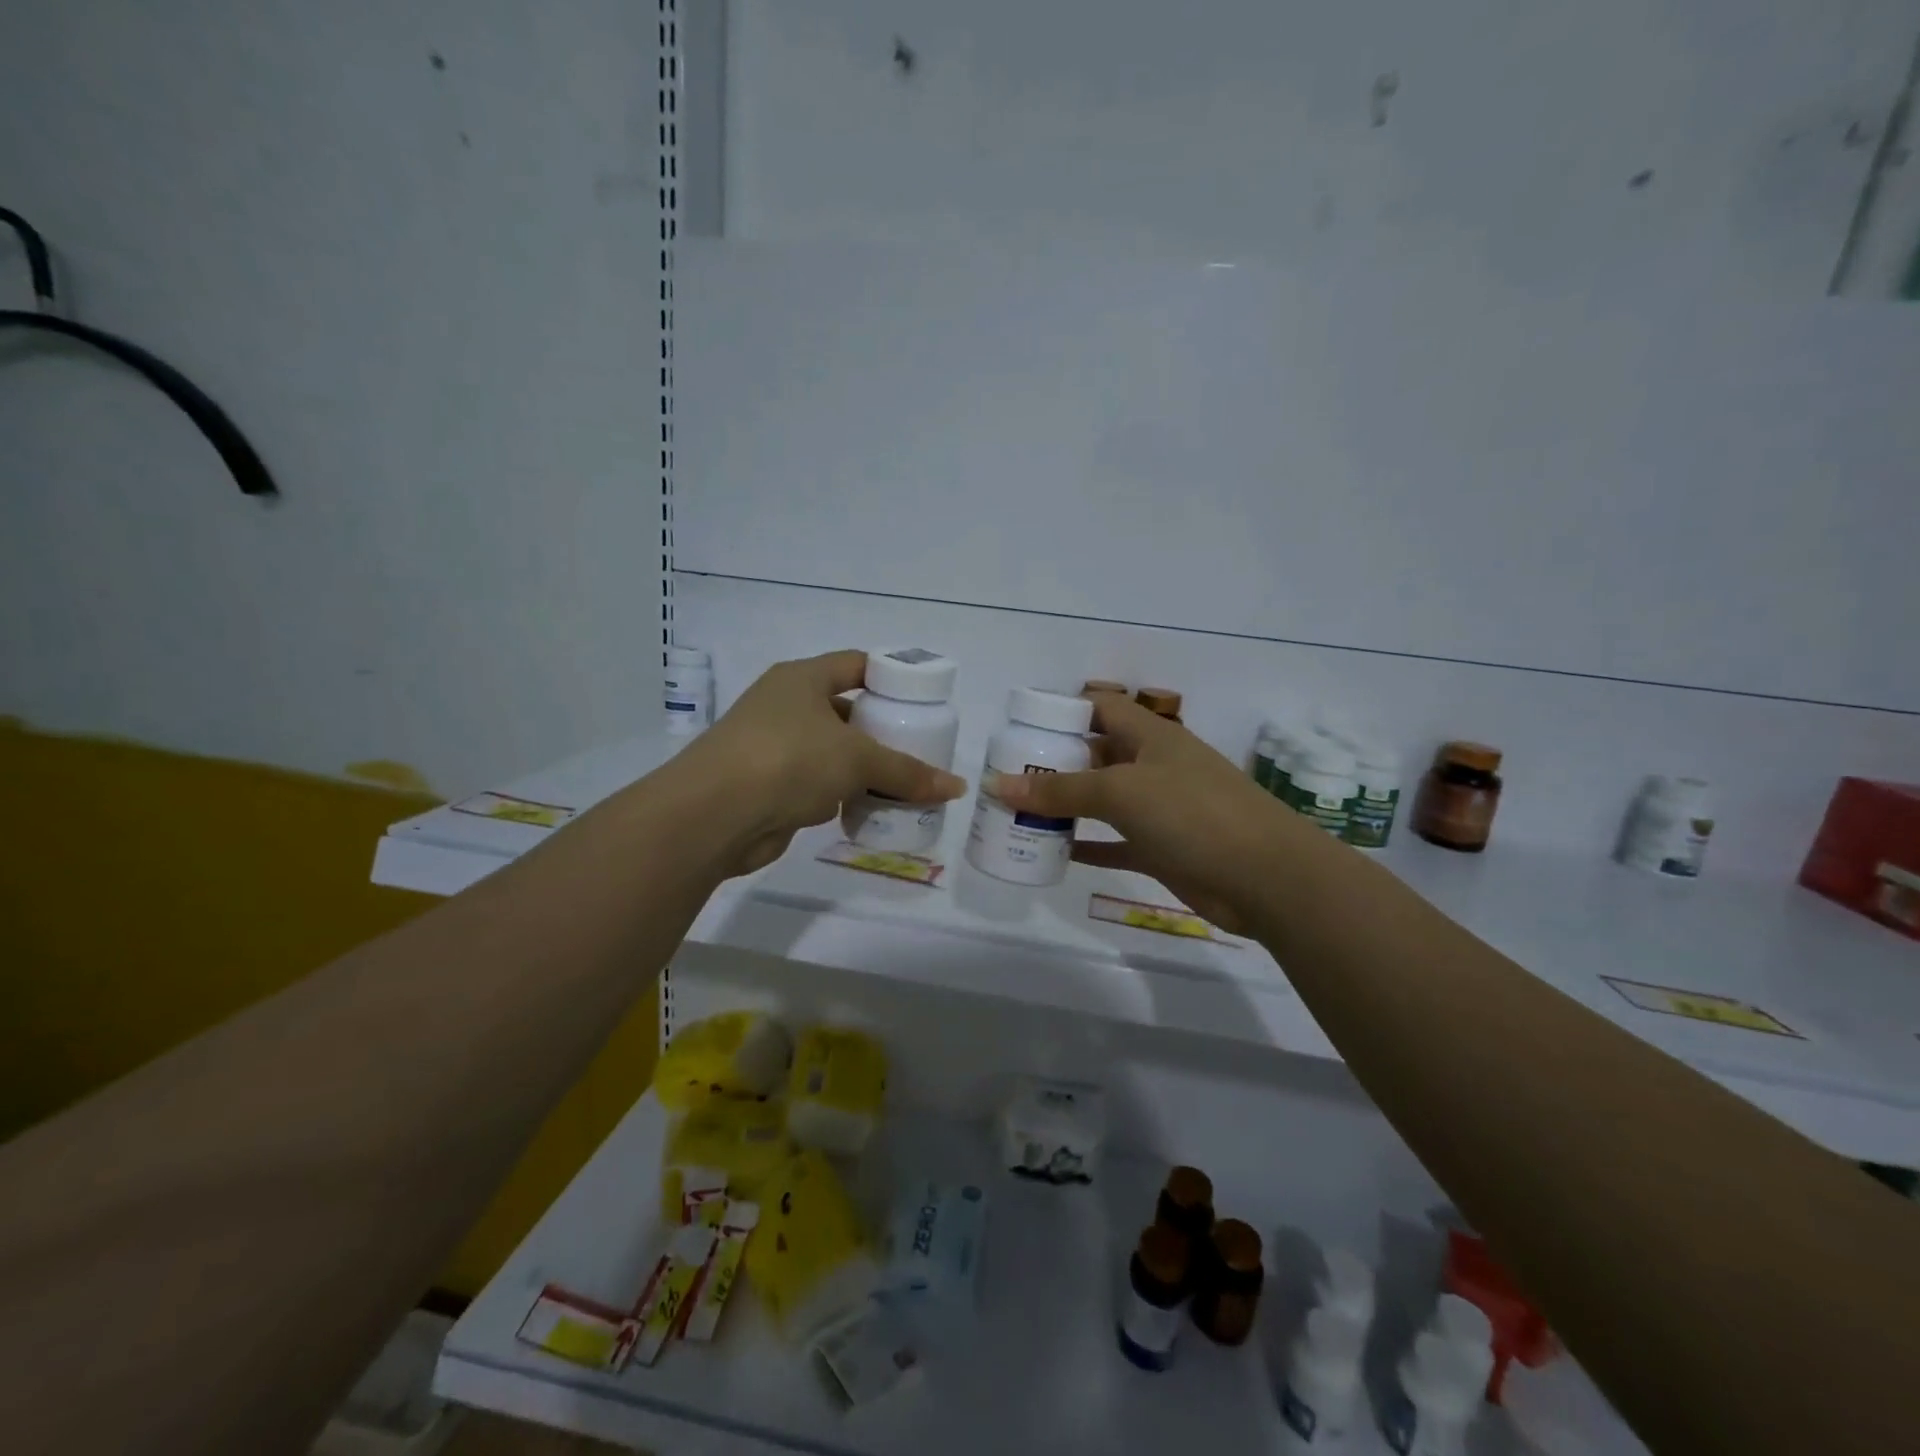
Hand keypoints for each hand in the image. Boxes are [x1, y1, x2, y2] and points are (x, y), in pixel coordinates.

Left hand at [678, 650, 967, 876]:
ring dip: (863, 767)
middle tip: (920, 746)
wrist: (713, 815)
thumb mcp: (856, 759)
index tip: (923, 699)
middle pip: (846, 711)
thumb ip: (907, 772)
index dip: (890, 677)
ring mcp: (774, 746)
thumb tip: (957, 788)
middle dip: (882, 730)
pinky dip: (843, 795)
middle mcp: (786, 706)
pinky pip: (818, 784)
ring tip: (905, 781)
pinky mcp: (770, 786)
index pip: (855, 665)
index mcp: (802, 679)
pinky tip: (872, 809)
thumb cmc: (788, 760)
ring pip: (832, 751)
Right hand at [990, 693, 1307, 932]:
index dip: (1063, 711)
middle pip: (1096, 755)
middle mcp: (1153, 766)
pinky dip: (1087, 845)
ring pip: (1102, 801)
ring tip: (1020, 813)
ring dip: (1066, 807)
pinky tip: (1054, 852)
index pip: (1100, 708)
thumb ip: (1060, 791)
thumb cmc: (1193, 814)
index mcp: (1149, 736)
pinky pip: (1115, 841)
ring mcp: (1160, 809)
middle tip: (1009, 777)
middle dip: (1055, 763)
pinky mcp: (1162, 848)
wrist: (1267, 877)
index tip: (1020, 728)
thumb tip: (996, 785)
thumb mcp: (1122, 793)